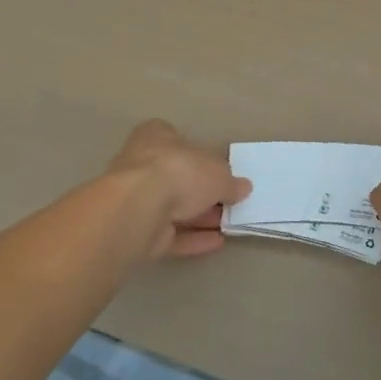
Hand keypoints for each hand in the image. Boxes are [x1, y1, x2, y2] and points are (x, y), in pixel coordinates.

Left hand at [104, 120, 251, 262]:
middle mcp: (142, 164)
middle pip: (178, 177)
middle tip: (229, 203)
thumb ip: (231, 182)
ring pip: (173, 208)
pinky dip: (192, 238)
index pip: (178, 140)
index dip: (200, 156)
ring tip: (228, 225)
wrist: (140, 210)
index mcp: (157, 136)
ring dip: (200, 217)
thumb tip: (243, 188)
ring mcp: (137, 199)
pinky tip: (216, 242)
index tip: (219, 171)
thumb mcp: (219, 172)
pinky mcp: (137, 231)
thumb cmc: (180, 172)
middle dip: (203, 192)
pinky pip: (169, 233)